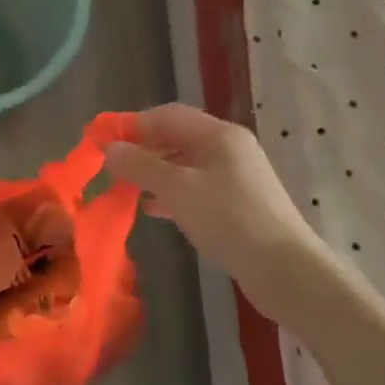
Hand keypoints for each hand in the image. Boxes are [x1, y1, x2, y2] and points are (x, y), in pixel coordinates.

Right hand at [104, 104, 328, 292]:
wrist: (283, 268)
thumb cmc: (228, 218)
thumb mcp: (178, 189)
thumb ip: (141, 166)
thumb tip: (109, 149)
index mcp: (219, 134)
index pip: (167, 115)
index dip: (132, 124)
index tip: (101, 140)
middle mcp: (228, 148)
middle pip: (176, 138)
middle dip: (141, 149)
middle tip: (110, 167)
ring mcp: (234, 177)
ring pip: (184, 165)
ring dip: (153, 173)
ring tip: (124, 187)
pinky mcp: (235, 204)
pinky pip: (194, 188)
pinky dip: (170, 193)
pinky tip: (150, 208)